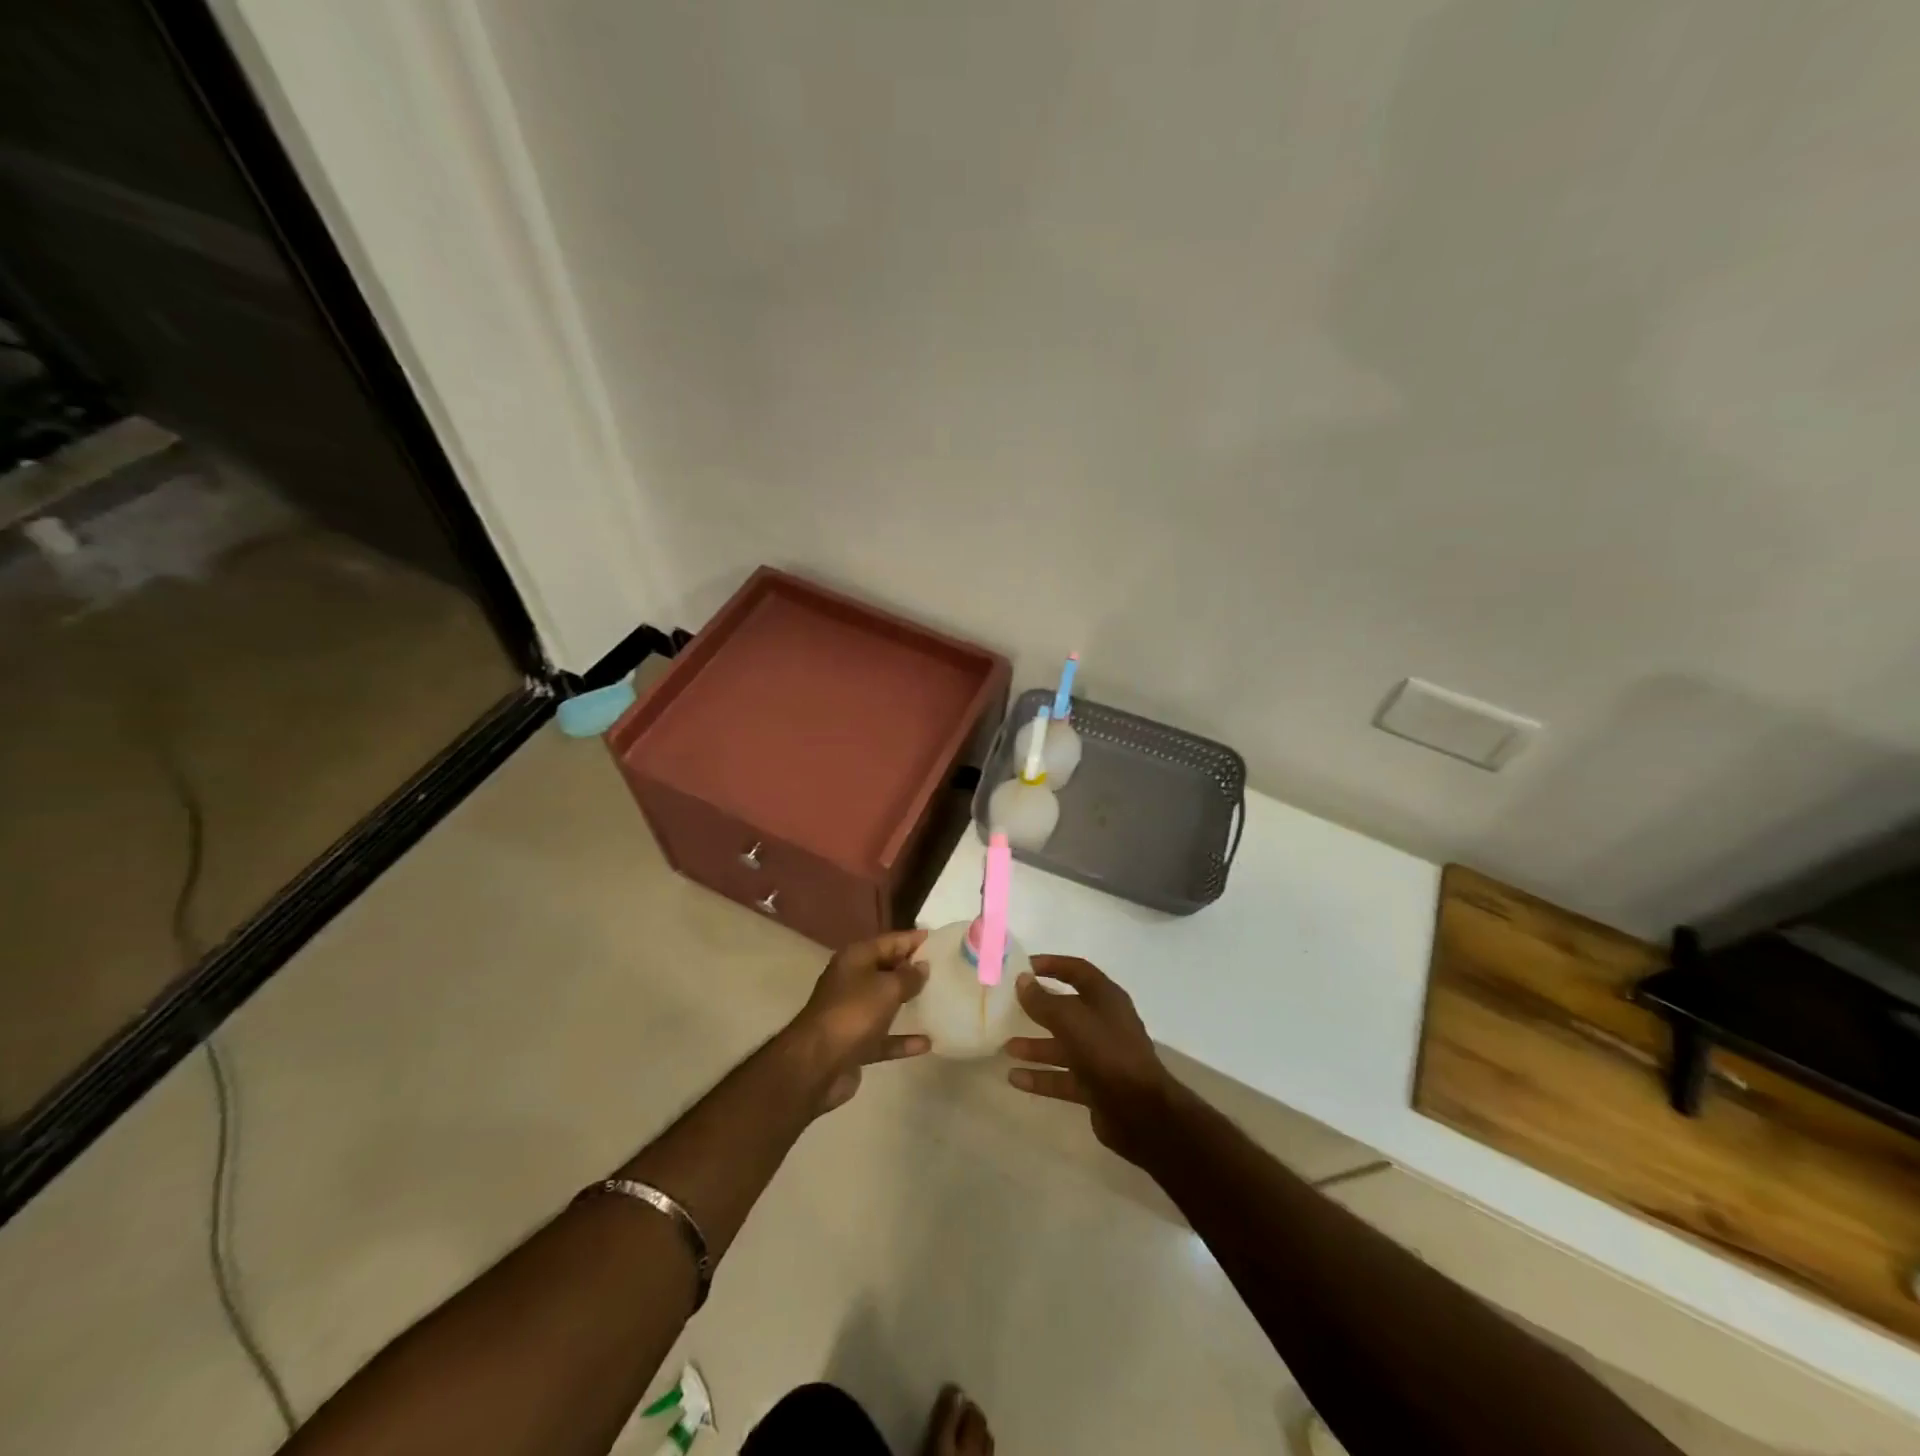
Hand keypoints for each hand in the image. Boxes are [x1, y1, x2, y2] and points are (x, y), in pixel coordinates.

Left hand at [787, 929, 931, 1113]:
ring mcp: (851, 1013)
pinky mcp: (854, 1042)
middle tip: (944, 969)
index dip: (913, 939)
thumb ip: (908, 976)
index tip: (939, 939)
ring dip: (907, 1002)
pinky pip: (883, 1037)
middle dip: (912, 969)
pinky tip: (927, 1043)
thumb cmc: (853, 1013)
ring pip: (884, 1003)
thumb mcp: (887, 988)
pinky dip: (902, 1039)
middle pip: (886, 969)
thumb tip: (922, 966)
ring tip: (938, 1000)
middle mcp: (851, 981)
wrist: (817, 1064)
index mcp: (855, 958)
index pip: (890, 941)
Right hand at [1004, 955, 1182, 1164]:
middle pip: (1067, 1009)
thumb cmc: (1106, 1053)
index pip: (1077, 971)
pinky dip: (1040, 1077)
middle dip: (1038, 1009)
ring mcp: (1101, 1056)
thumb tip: (1022, 980)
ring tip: (1006, 1047)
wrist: (1141, 1112)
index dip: (1051, 964)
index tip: (1023, 966)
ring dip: (1035, 1046)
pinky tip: (1014, 1079)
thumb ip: (1043, 1001)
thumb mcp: (1070, 1020)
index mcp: (1106, 998)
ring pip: (1062, 1045)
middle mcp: (1104, 1023)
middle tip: (1008, 1007)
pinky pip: (1062, 1076)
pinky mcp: (1095, 1086)